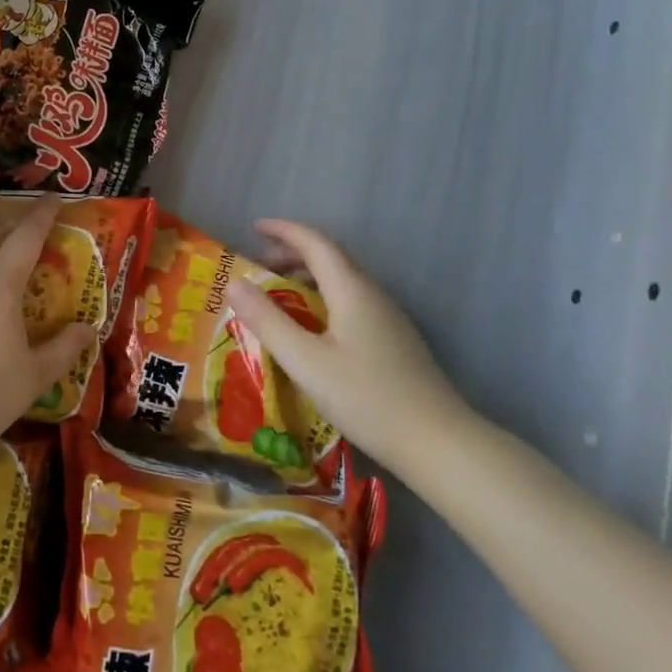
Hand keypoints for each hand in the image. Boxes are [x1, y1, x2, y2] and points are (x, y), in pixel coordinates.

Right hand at [226, 219, 474, 480]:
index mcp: (351, 290)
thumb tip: (232, 282)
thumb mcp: (306, 362)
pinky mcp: (395, 340)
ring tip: (279, 293)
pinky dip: (324, 297)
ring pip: (343, 280)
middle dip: (293, 252)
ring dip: (309, 275)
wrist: (438, 443)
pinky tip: (313, 327)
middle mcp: (372, 294)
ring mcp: (388, 318)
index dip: (284, 231)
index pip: (315, 243)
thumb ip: (268, 320)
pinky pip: (352, 301)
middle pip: (331, 257)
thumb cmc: (367, 398)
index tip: (254, 227)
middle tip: (259, 262)